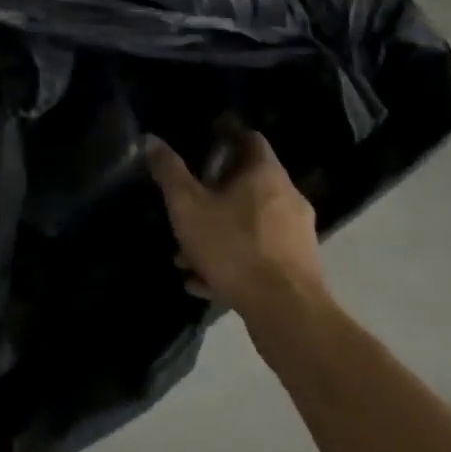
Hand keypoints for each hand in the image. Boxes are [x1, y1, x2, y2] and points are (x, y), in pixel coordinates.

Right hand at [146, 121, 323, 316]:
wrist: (287, 315)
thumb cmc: (234, 247)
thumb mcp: (188, 207)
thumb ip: (169, 172)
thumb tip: (151, 139)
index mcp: (266, 173)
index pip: (250, 138)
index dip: (225, 136)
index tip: (202, 143)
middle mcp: (288, 197)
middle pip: (248, 183)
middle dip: (213, 193)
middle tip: (187, 203)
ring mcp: (297, 235)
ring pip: (250, 223)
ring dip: (219, 232)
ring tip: (186, 254)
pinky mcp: (299, 269)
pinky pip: (259, 255)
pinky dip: (233, 261)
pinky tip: (203, 282)